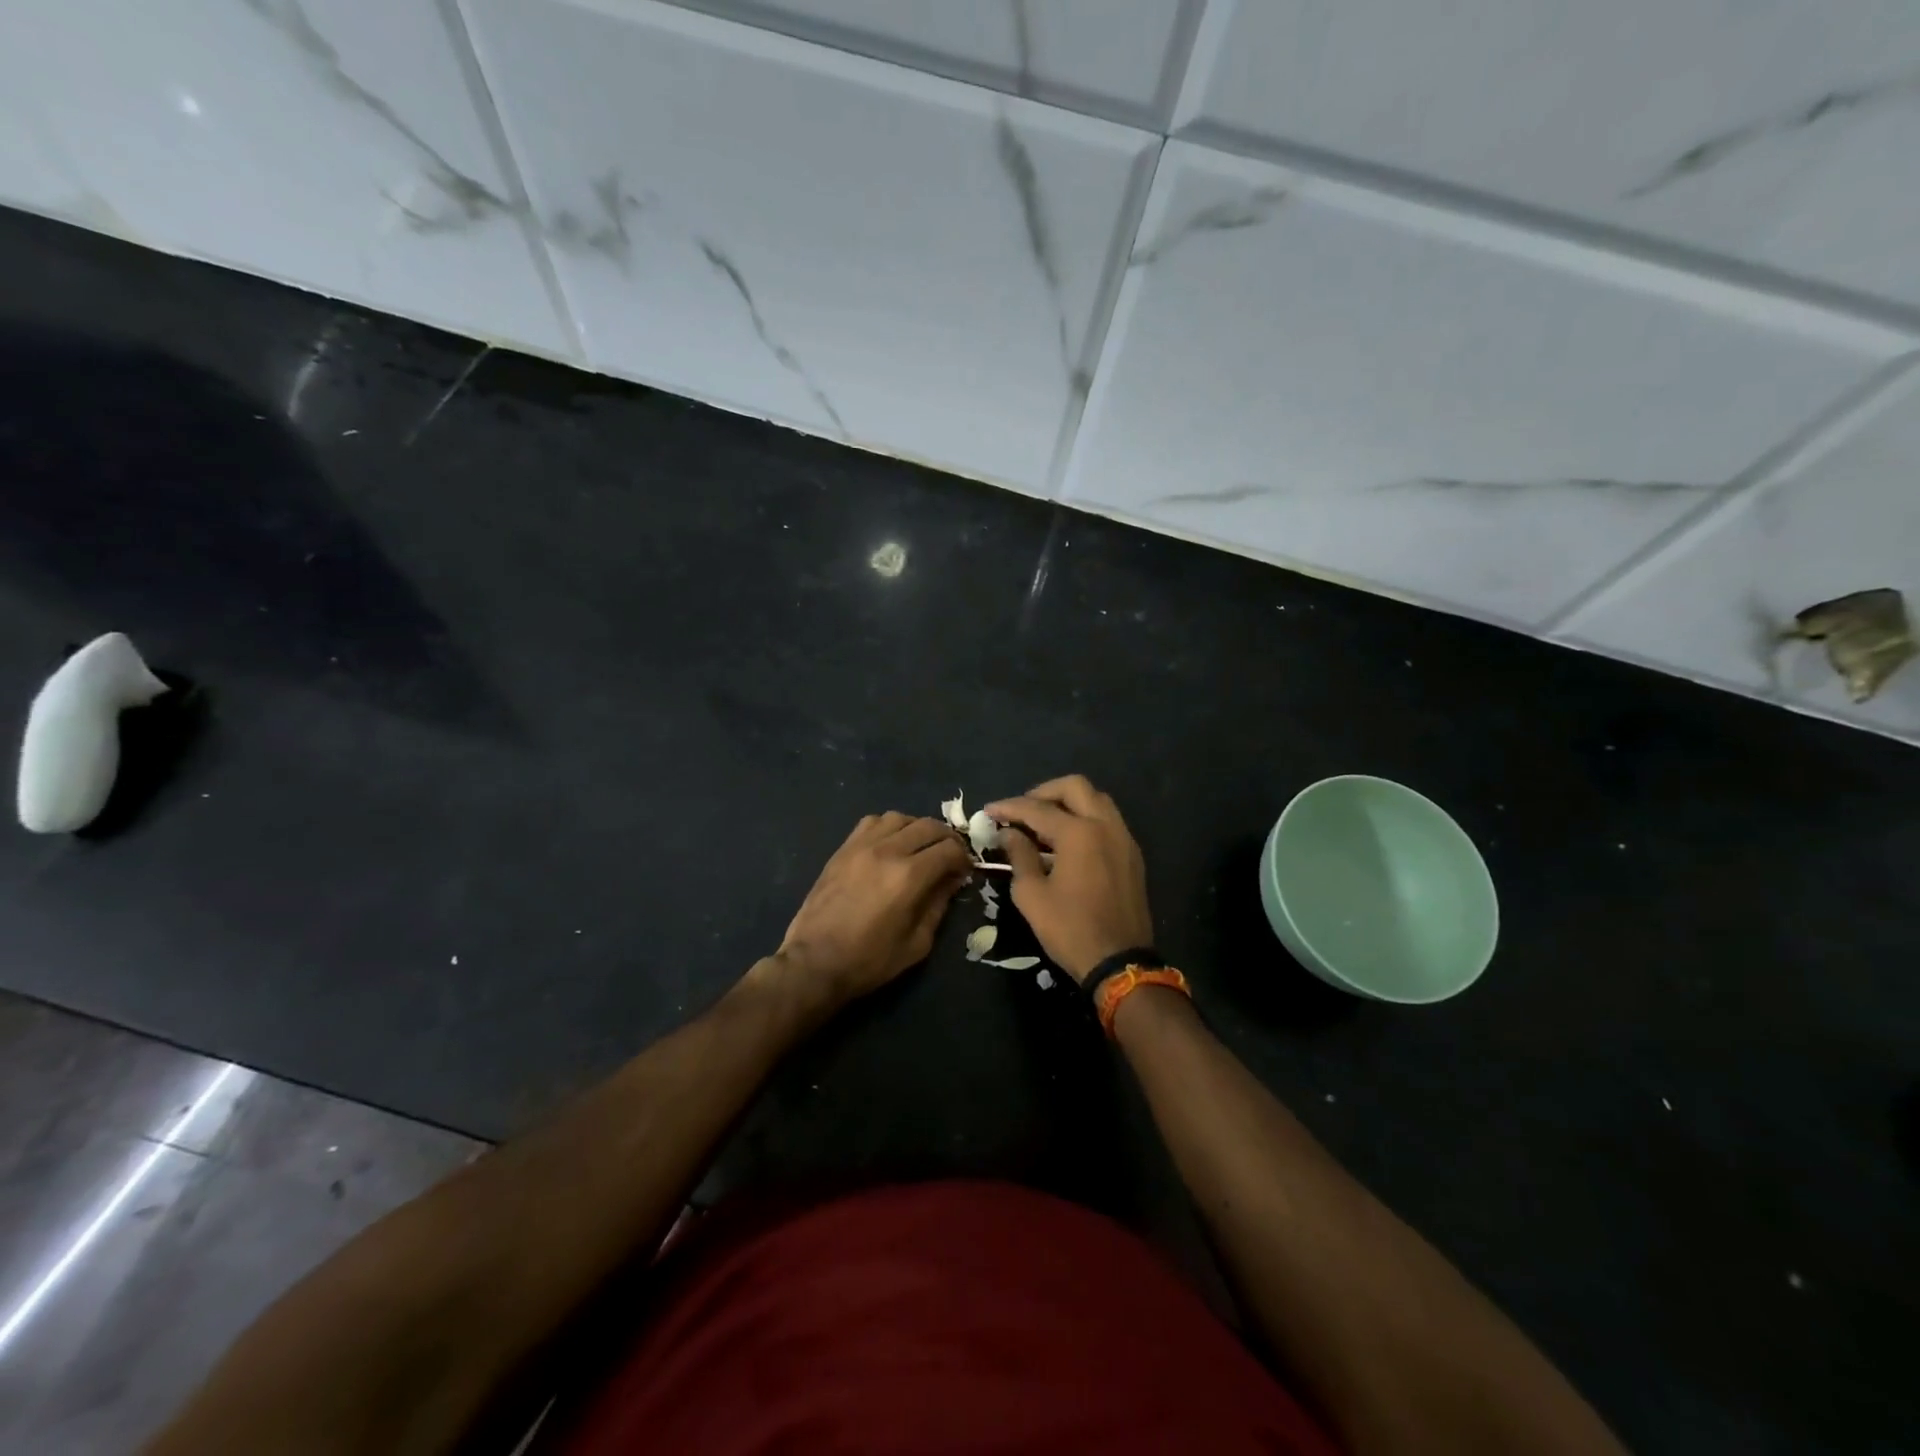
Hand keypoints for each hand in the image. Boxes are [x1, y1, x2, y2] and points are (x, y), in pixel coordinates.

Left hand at [772, 812, 972, 1010]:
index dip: (964, 858)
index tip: (965, 872)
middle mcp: (888, 851)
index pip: (950, 849)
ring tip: (920, 848)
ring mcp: (862, 845)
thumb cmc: (869, 960)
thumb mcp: (917, 943)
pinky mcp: (843, 848)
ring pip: (901, 817)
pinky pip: (872, 822)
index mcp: (909, 876)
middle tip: (950, 857)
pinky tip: (890, 845)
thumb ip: (939, 905)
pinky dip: (889, 827)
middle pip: (929, 825)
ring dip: (918, 829)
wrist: (814, 962)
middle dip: (948, 839)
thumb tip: (952, 880)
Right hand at [985, 775, 1152, 982]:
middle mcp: (1105, 825)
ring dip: (1068, 803)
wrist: (1120, 962)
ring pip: (1096, 800)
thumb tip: (1009, 833)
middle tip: (1022, 811)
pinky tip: (1067, 841)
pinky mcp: (1132, 855)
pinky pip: (1107, 820)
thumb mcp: (1032, 895)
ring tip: (1043, 824)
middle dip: (1043, 793)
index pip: (1037, 809)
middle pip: (1075, 787)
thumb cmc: (1070, 929)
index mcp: (1079, 833)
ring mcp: (1123, 838)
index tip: (989, 810)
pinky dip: (1085, 819)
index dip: (1009, 808)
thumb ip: (1020, 856)